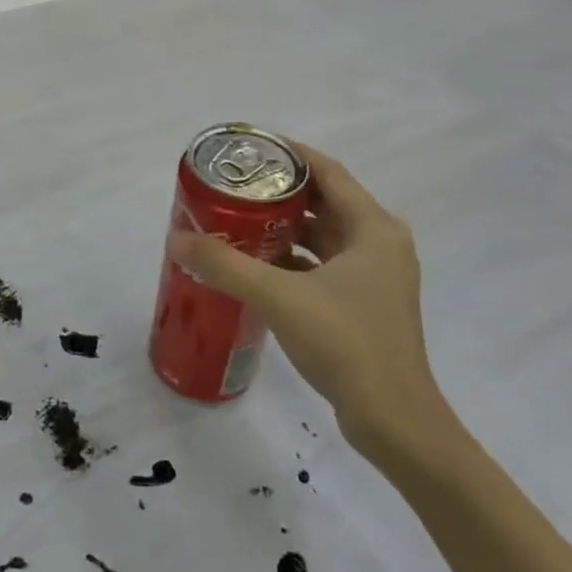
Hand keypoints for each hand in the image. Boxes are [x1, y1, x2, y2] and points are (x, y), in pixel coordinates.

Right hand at [170, 141, 455, 466]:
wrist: (394, 421)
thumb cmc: (346, 344)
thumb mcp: (280, 297)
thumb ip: (226, 265)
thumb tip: (177, 240)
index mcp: (372, 228)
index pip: (326, 170)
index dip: (287, 154)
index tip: (246, 150)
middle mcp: (379, 243)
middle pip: (322, 201)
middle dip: (276, 192)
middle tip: (231, 187)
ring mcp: (374, 276)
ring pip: (321, 235)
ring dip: (282, 227)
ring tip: (235, 221)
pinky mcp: (364, 303)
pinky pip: (322, 264)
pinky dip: (292, 259)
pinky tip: (255, 266)